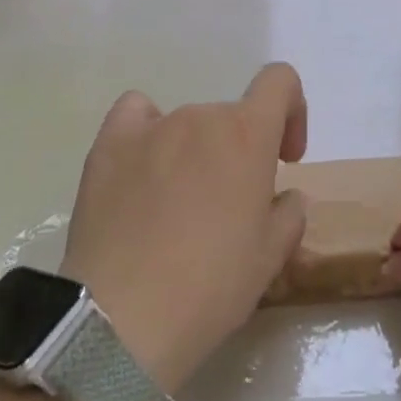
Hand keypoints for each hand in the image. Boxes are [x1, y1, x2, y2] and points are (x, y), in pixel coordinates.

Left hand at [59, 63, 308, 394]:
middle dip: (239, 153)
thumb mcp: (270, 258)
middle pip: (231, 117)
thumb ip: (289, 213)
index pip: (280, 81)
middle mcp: (201, 116)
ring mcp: (152, 126)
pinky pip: (137, 115)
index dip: (292, 111)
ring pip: (187, 125)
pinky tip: (142, 168)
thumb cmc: (210, 287)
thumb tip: (282, 196)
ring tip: (176, 209)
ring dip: (195, 154)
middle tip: (228, 209)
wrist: (121, 319)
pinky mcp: (109, 144)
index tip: (285, 157)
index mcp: (248, 133)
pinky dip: (146, 131)